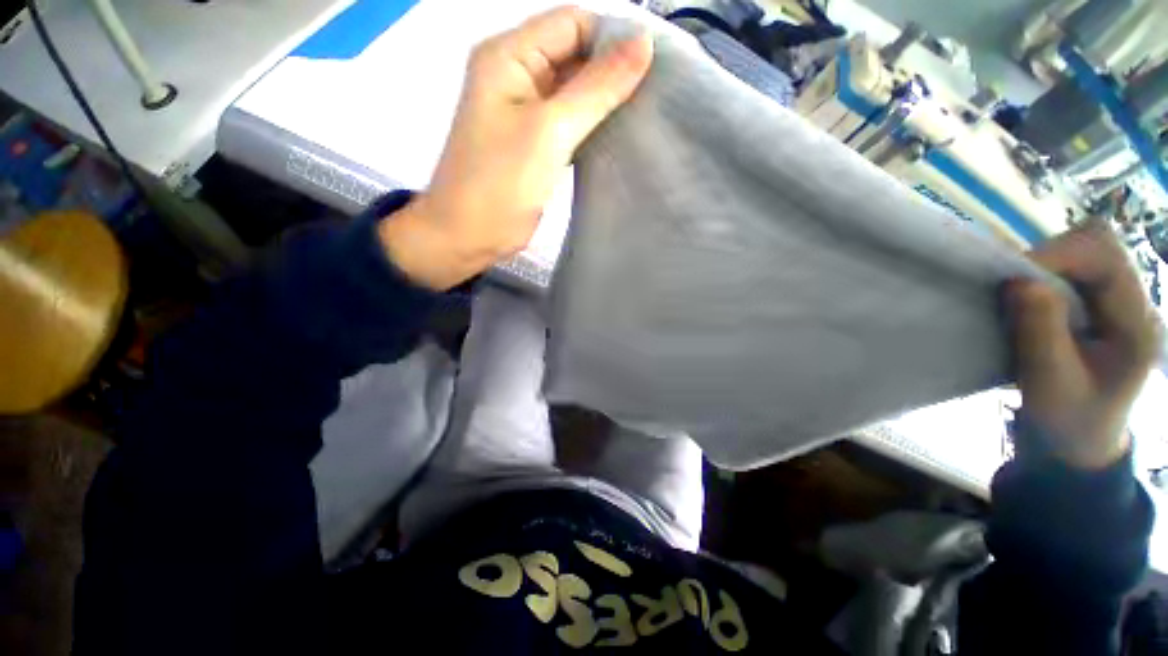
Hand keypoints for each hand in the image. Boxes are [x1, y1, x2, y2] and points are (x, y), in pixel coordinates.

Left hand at [379, 6, 652, 290]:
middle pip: (575, 55)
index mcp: (510, 55)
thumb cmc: (500, 183)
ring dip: (606, 101)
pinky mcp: (536, 143)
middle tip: (655, 95)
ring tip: (644, 116)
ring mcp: (527, 111)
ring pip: (576, 91)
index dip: (614, 38)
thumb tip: (643, 43)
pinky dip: (594, 126)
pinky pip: (571, 122)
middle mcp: (518, 75)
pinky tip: (619, 136)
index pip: (573, 23)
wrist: (469, 236)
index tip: (655, 66)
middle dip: (613, 71)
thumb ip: (596, 87)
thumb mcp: (550, 130)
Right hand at [1008, 221, 1163, 469]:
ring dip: (1046, 264)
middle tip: (1015, 284)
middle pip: (1099, 243)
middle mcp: (1134, 301)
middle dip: (1052, 254)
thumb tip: (1018, 281)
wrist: (1080, 440)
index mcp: (1136, 323)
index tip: (1014, 278)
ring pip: (1084, 250)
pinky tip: (1030, 298)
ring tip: (1020, 294)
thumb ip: (1040, 332)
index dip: (1060, 255)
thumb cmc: (1069, 418)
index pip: (1108, 258)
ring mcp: (1118, 300)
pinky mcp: (1099, 303)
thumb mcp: (1051, 383)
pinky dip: (1045, 273)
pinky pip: (1073, 268)